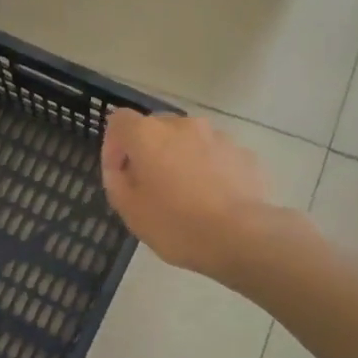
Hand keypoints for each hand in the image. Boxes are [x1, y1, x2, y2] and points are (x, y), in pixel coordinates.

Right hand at [101, 110, 308, 277]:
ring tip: (187, 194)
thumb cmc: (175, 223)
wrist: (241, 236)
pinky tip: (213, 199)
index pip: (119, 121)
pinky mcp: (244, 153)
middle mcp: (182, 125)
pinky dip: (209, 169)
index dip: (113, 144)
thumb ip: (116, 181)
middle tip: (151, 186)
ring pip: (189, 141)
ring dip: (181, 159)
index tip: (119, 173)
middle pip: (156, 128)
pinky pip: (216, 156)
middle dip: (149, 151)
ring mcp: (218, 136)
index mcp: (148, 134)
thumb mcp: (129, 210)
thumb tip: (121, 168)